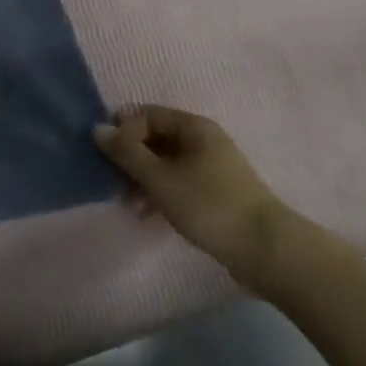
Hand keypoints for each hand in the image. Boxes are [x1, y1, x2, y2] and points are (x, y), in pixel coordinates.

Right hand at [95, 106, 289, 285]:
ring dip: (143, 180)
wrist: (266, 250)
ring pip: (165, 163)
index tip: (108, 159)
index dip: (124, 132)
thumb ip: (127, 153)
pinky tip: (149, 216)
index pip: (146, 115)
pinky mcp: (215, 193)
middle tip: (114, 185)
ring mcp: (210, 167)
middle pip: (155, 139)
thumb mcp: (161, 179)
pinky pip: (178, 183)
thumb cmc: (209, 205)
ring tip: (130, 207)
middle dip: (131, 160)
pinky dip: (160, 194)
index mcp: (193, 126)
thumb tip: (98, 128)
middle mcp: (202, 139)